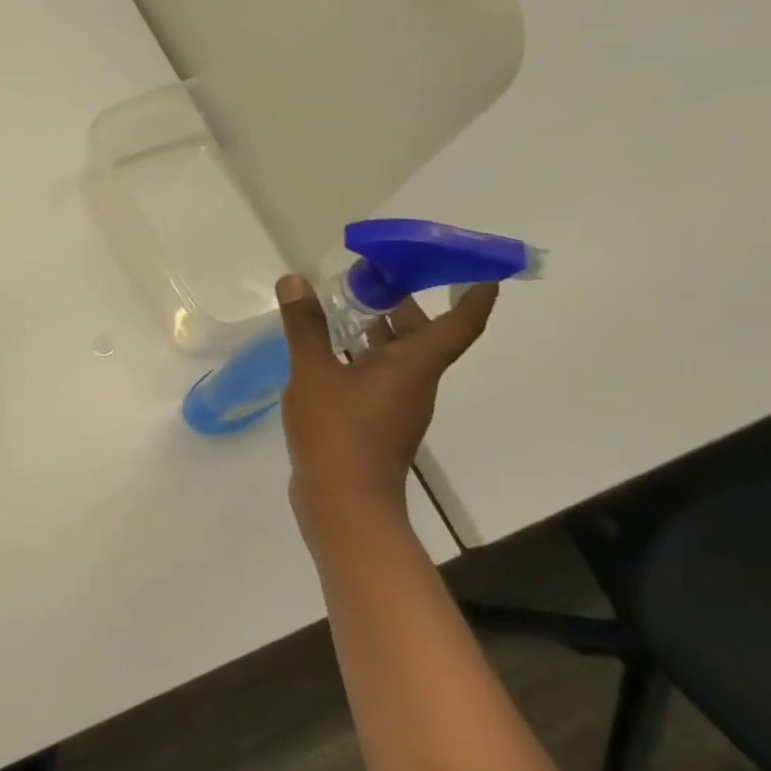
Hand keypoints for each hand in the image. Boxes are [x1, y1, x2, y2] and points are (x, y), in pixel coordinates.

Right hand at [277, 274, 495, 520]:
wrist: (344, 503)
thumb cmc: (337, 431)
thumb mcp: (313, 371)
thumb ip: (305, 326)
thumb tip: (295, 281)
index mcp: (415, 365)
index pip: (460, 322)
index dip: (474, 294)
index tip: (475, 267)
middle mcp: (416, 383)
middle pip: (424, 336)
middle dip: (404, 303)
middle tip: (372, 276)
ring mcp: (397, 406)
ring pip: (399, 358)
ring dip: (379, 331)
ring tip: (345, 308)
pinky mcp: (378, 424)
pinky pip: (378, 378)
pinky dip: (362, 358)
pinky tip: (328, 355)